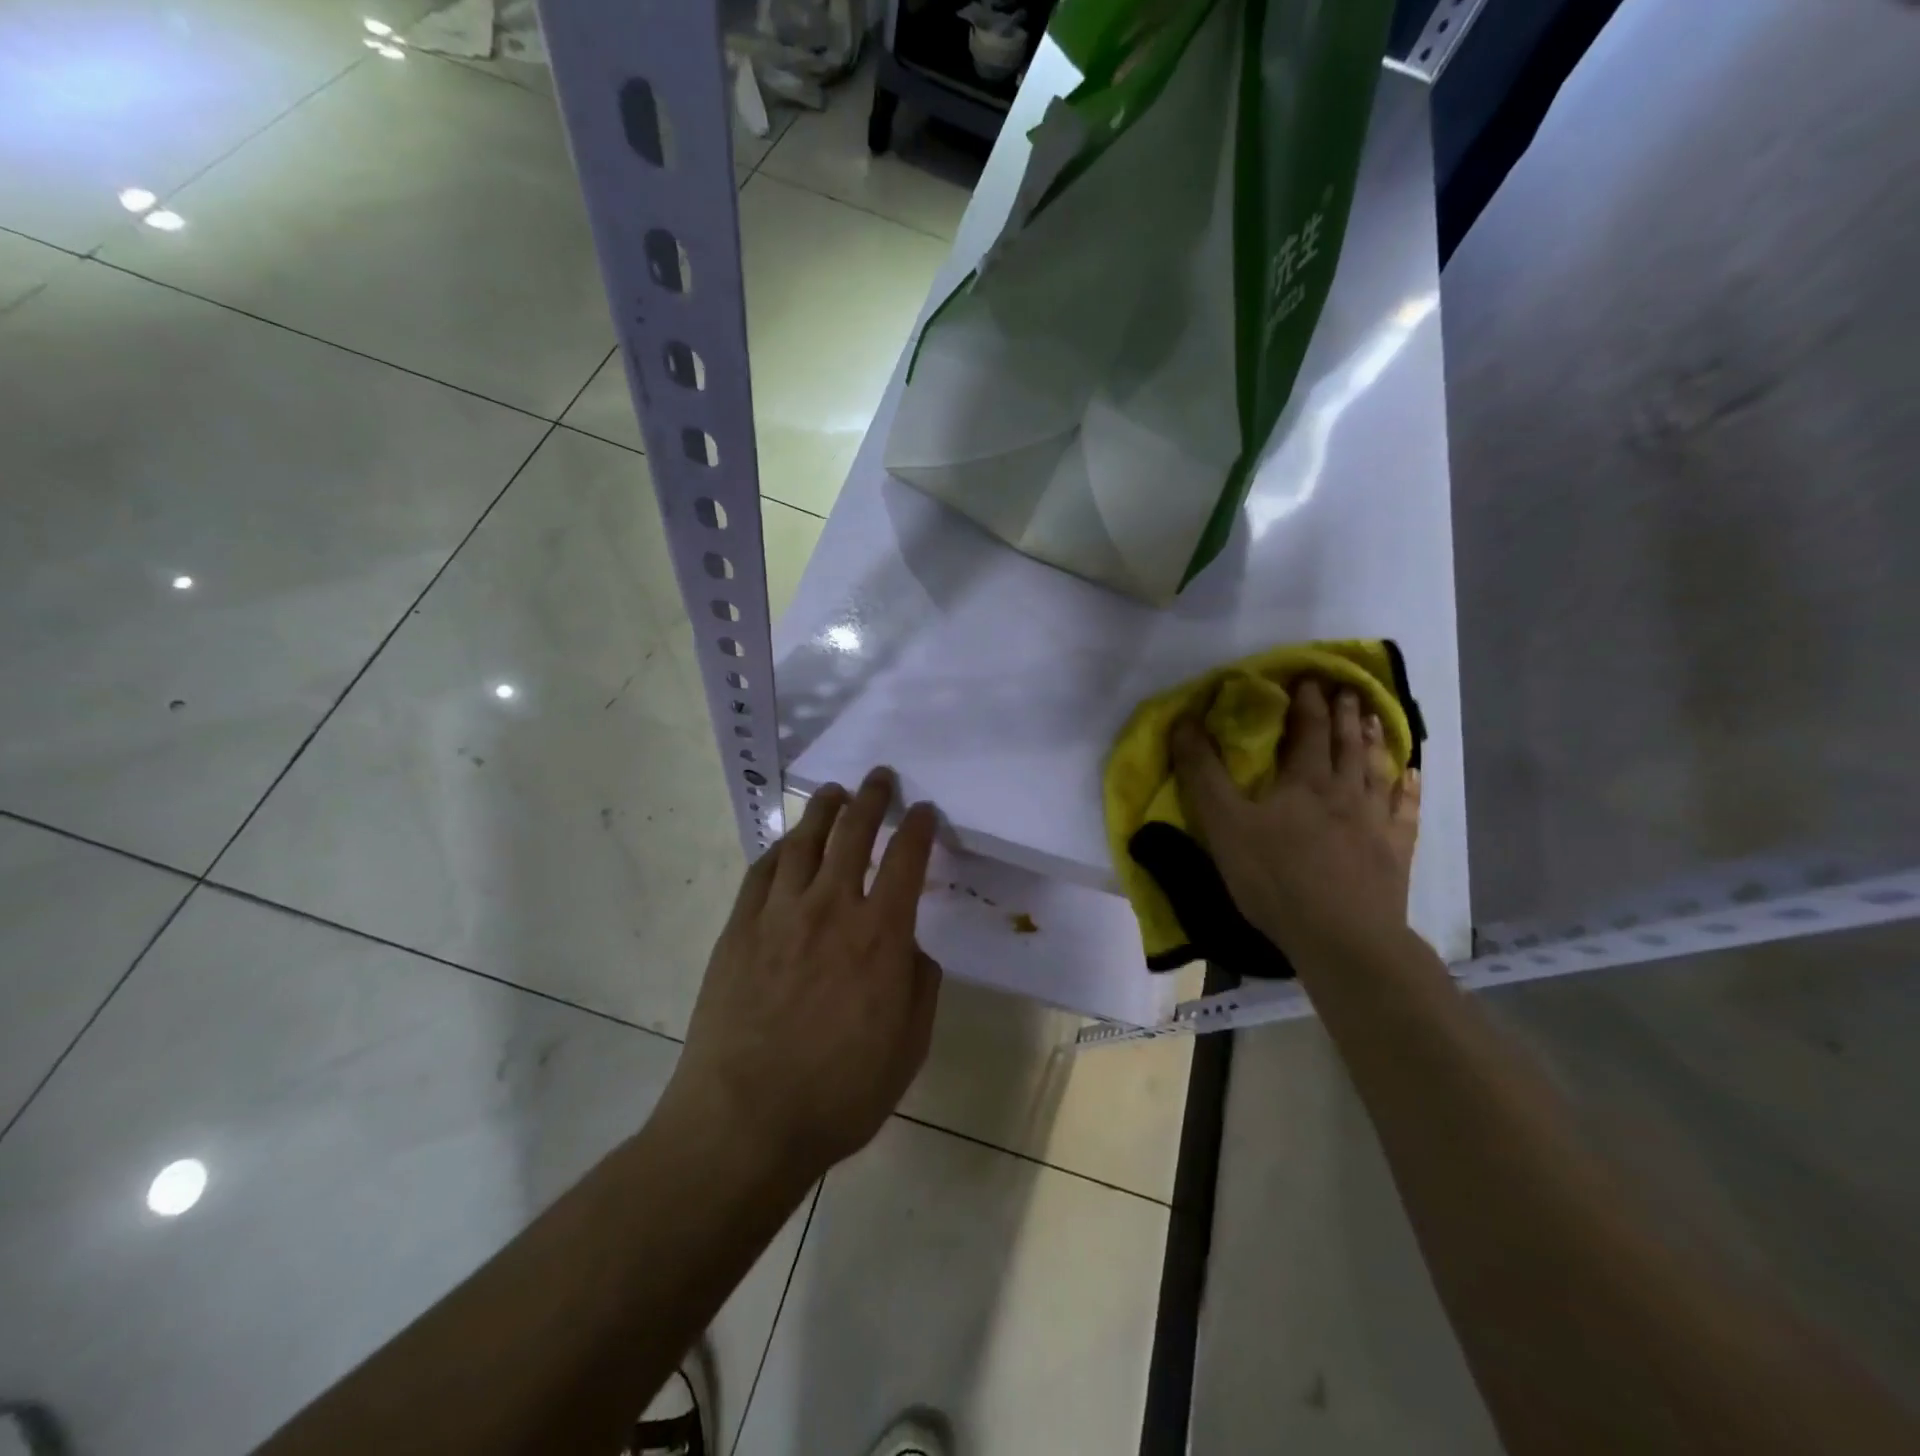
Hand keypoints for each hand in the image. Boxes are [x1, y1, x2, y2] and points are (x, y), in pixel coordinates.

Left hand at [668, 768, 942, 1184]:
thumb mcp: (909, 1048)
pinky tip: (787, 844)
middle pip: (854, 833)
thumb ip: (921, 986)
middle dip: (871, 798)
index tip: (924, 810)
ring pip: (805, 841)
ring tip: (834, 793)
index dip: (919, 828)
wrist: (744, 1121)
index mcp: (880, 936)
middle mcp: (831, 909)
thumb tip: (912, 948)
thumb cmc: (839, 1093)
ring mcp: (779, 914)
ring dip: (824, 810)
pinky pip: (762, 871)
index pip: (907, 860)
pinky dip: (780, 848)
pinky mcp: (739, 928)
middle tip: (879, 778)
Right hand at [1171, 678, 1420, 961]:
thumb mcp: (1224, 824)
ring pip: (1377, 769)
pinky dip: (1407, 788)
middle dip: (1344, 713)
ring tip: (1376, 718)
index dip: (1307, 702)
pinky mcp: (1395, 851)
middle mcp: (1345, 791)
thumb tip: (1184, 721)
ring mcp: (1375, 821)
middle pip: (1347, 743)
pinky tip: (1411, 777)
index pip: (1307, 730)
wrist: (1341, 936)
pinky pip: (1405, 810)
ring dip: (1375, 740)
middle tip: (1346, 689)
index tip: (1308, 678)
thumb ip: (1202, 773)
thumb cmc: (1275, 877)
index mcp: (1304, 781)